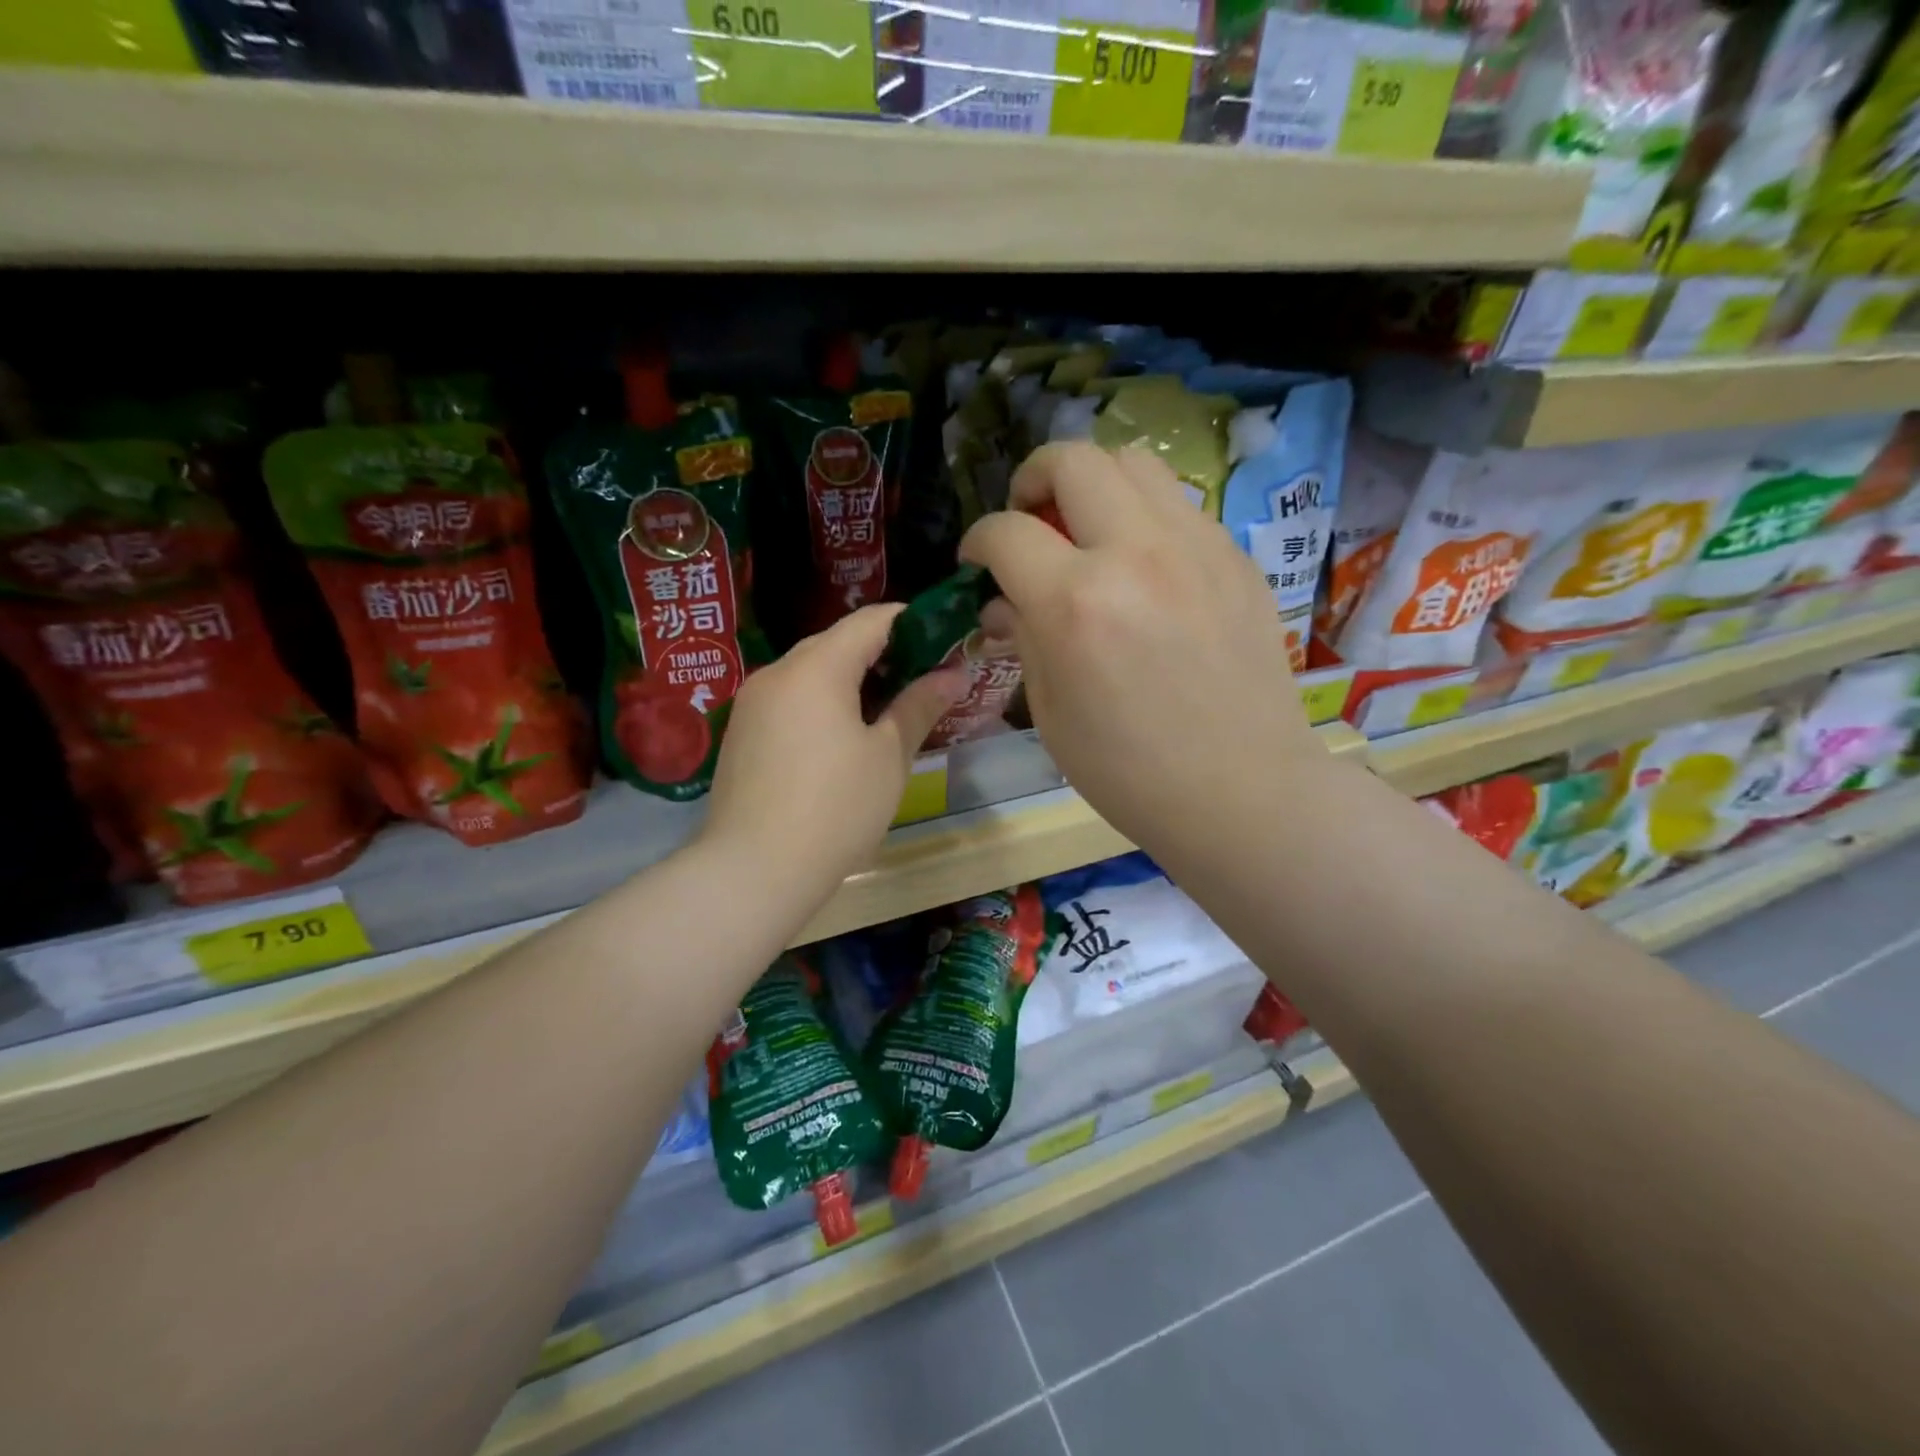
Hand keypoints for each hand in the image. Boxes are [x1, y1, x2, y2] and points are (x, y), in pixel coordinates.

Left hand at [700, 604, 966, 908]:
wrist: (755, 869)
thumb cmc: (836, 808)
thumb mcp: (888, 756)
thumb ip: (918, 706)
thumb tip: (953, 674)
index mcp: (817, 667)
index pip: (870, 621)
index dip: (910, 624)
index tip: (942, 643)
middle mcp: (778, 672)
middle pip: (836, 643)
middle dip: (881, 654)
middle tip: (920, 683)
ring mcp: (752, 702)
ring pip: (809, 672)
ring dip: (849, 681)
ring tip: (885, 713)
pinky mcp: (740, 732)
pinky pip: (788, 700)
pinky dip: (820, 703)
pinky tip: (840, 739)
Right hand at [959, 442, 1324, 854]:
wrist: (1241, 790)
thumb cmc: (1128, 770)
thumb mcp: (1051, 712)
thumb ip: (1023, 638)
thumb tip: (1003, 603)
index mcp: (1076, 602)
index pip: (1006, 532)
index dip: (977, 541)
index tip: (978, 563)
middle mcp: (1136, 553)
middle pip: (1072, 459)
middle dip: (1033, 479)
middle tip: (1029, 521)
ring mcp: (1196, 547)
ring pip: (1134, 462)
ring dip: (1094, 484)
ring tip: (1086, 531)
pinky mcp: (1236, 558)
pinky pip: (1178, 506)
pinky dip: (1143, 518)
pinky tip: (1143, 568)